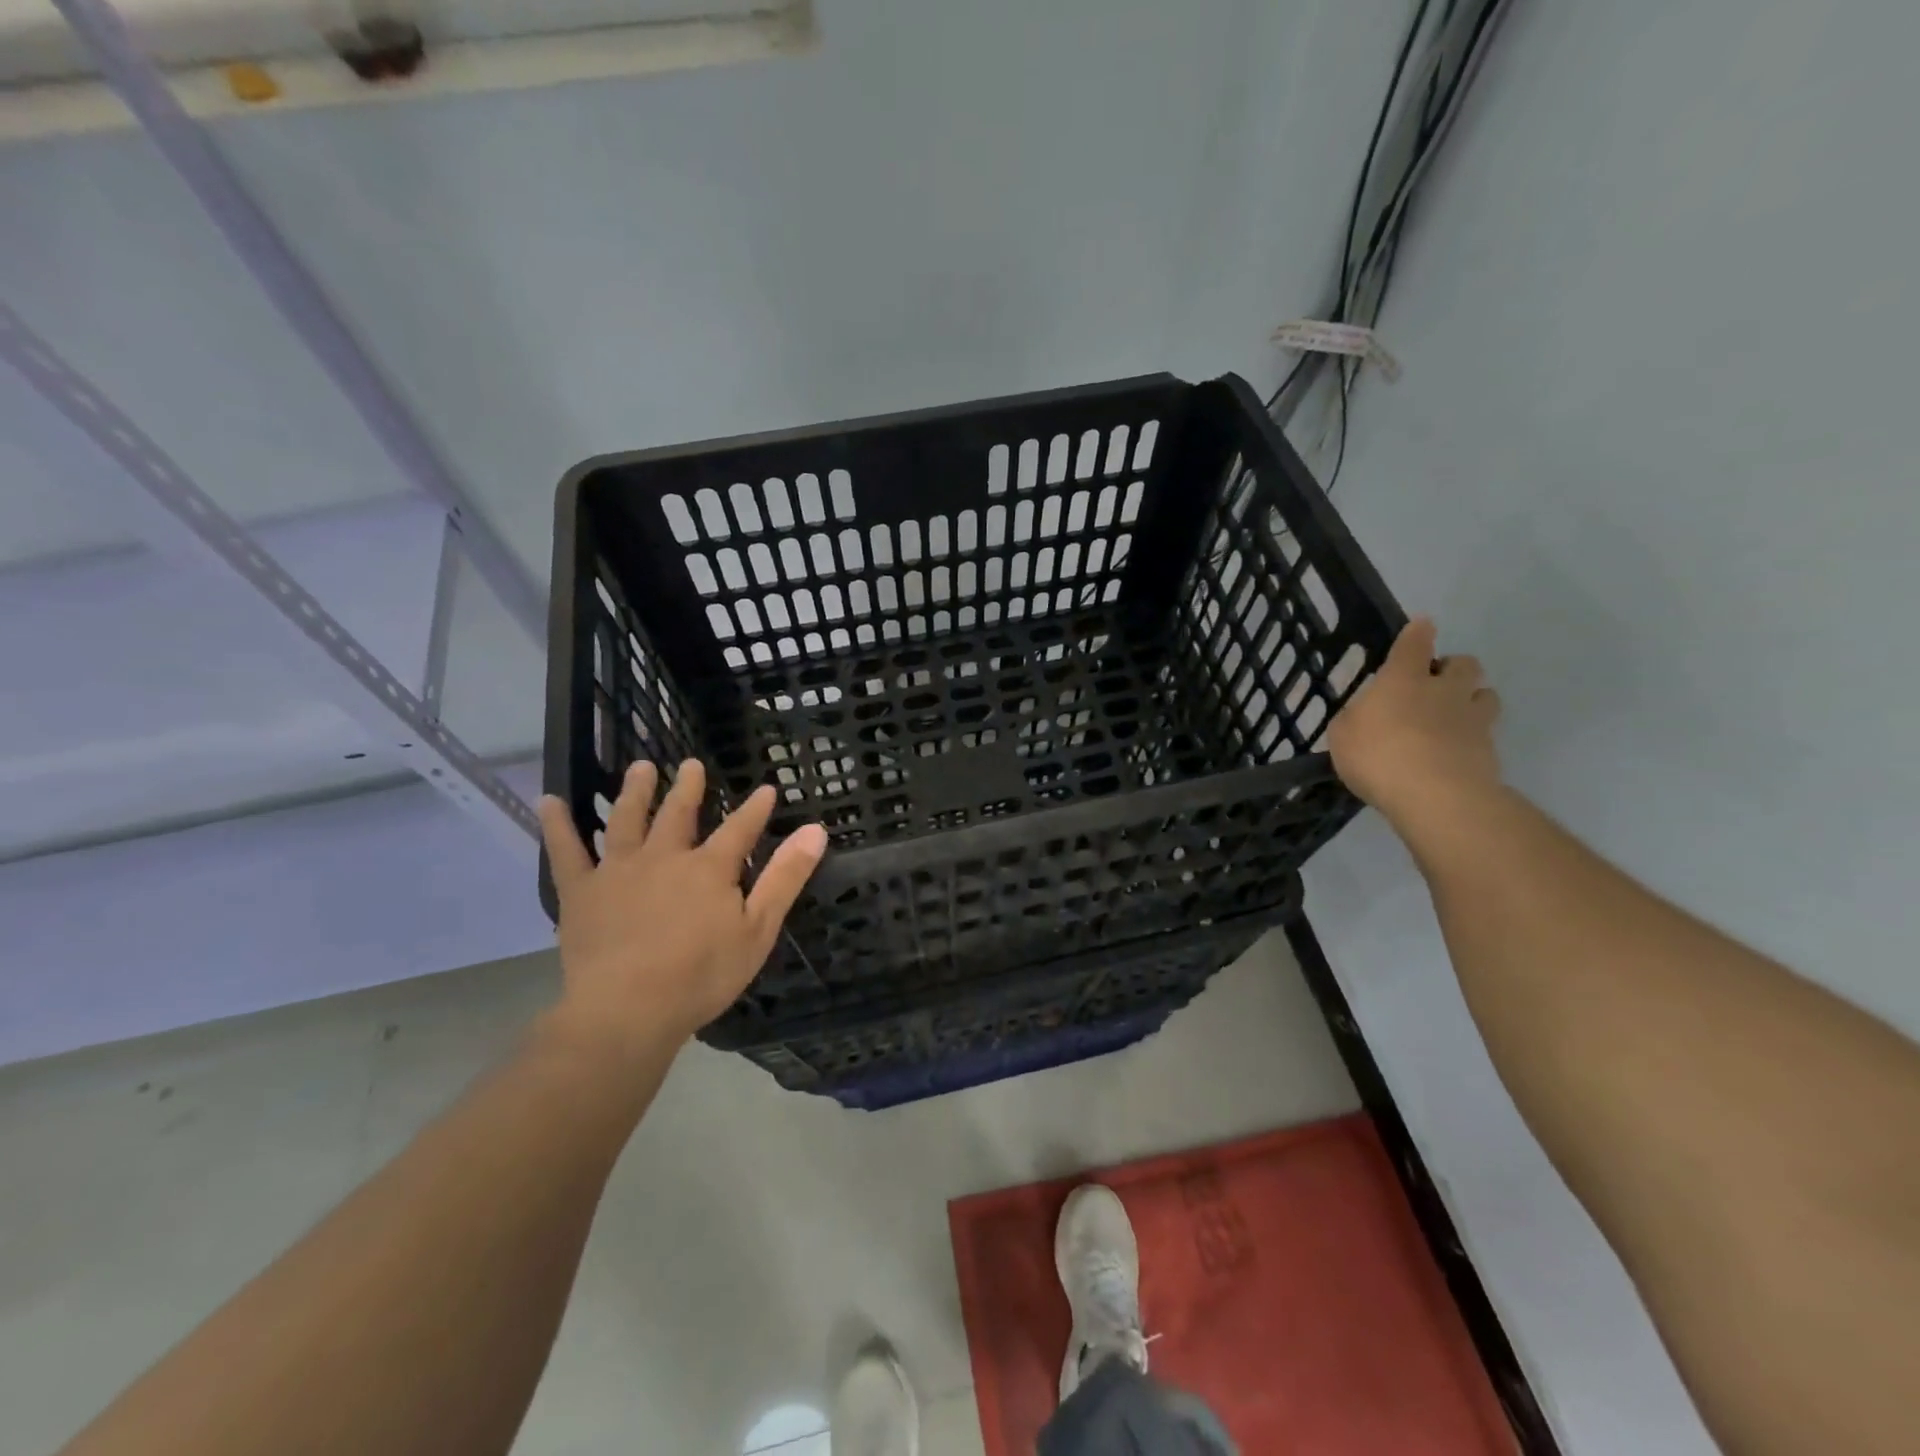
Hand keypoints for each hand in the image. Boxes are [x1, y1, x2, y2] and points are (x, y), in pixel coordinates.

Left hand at [537, 760, 827, 1060]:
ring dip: (635, 792)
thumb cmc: (701, 975)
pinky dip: (558, 825)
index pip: (740, 829)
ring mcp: (619, 870)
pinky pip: (567, 852)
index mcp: (710, 868)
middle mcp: (665, 856)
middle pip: (678, 813)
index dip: (755, 808)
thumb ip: (786, 877)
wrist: (628, 1010)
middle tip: (690, 764)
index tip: (767, 788)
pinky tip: (550, 801)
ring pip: (627, 820)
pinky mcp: (582, 891)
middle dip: (688, 787)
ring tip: (640, 768)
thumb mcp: (758, 929)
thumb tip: (816, 830)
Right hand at [1327, 617, 1502, 831]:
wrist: (1436, 796)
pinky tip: (1456, 754)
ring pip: (1486, 695)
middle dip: (1453, 668)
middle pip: (1464, 664)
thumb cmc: (1378, 756)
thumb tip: (1364, 715)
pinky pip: (1486, 733)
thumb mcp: (1343, 735)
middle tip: (1435, 684)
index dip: (1418, 632)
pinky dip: (1474, 738)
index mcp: (1403, 679)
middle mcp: (1443, 690)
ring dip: (1473, 699)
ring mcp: (1473, 719)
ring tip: (1454, 717)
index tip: (1422, 627)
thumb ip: (1355, 719)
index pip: (1415, 643)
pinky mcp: (1490, 750)